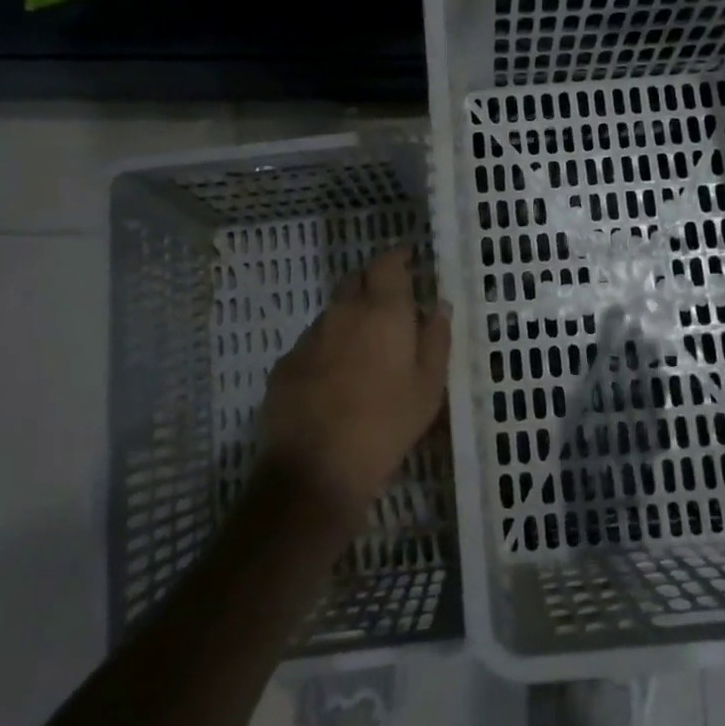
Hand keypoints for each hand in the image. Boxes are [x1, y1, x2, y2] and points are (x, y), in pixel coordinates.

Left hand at [259, 247, 450, 524]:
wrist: (316, 469)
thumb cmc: (386, 425)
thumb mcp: (429, 387)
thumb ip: (436, 339)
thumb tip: (439, 305)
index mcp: (383, 312)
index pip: (387, 263)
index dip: (398, 256)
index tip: (409, 257)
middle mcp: (343, 313)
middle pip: (356, 279)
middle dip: (374, 281)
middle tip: (392, 301)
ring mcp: (310, 337)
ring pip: (334, 311)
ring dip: (351, 316)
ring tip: (366, 346)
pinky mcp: (286, 364)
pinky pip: (314, 342)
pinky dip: (329, 346)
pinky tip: (336, 376)